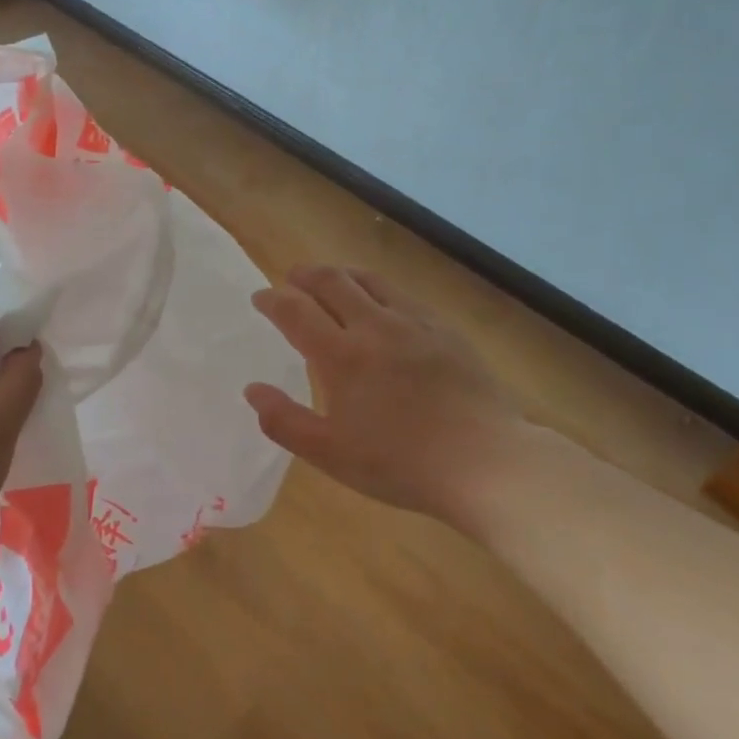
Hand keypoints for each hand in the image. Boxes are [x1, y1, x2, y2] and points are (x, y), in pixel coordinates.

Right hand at [244, 264, 522, 523]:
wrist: (485, 461)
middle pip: (332, 282)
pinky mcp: (444, 330)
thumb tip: (253, 389)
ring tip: (330, 280)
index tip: (260, 298)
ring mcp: (414, 323)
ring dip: (341, 274)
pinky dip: (377, 290)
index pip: (296, 311)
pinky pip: (402, 295)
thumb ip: (284, 421)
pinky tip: (382, 305)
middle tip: (291, 279)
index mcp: (341, 355)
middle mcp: (374, 326)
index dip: (273, 300)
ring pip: (369, 281)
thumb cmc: (401, 463)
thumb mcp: (331, 454)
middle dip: (305, 275)